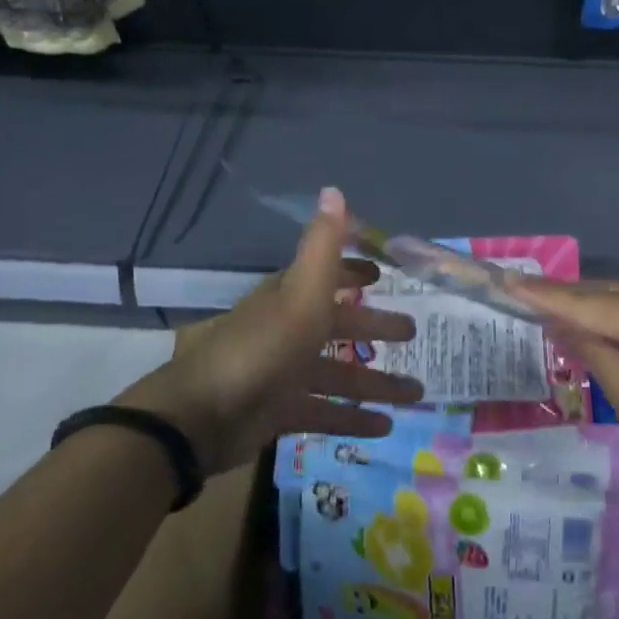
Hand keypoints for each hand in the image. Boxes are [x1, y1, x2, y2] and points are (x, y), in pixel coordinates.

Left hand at [118, 188, 423, 473]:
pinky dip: (353, 418)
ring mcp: (284, 373)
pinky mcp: (280, 412)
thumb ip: (323, 246)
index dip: (353, 273)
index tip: (383, 275)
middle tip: (412, 332)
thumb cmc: (261, 348)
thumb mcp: (301, 294)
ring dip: (376, 382)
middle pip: (340, 325)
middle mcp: (289, 330)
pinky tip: (385, 428)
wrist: (202, 415)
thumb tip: (334, 189)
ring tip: (416, 392)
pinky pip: (325, 411)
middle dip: (375, 326)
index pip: (327, 277)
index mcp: (291, 298)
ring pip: (339, 373)